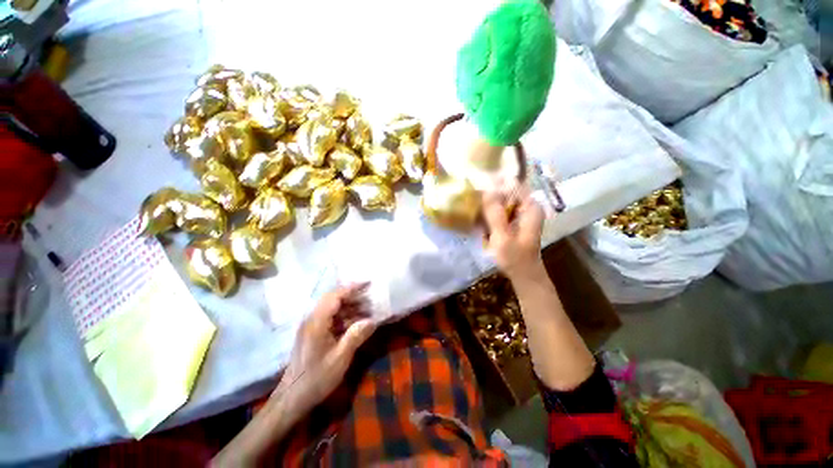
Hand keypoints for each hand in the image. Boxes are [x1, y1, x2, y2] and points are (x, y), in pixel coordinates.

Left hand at [274, 283, 376, 412]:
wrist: (292, 398)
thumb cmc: (316, 379)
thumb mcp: (340, 358)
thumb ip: (356, 336)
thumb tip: (373, 320)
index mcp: (317, 322)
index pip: (335, 296)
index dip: (352, 288)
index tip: (368, 284)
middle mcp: (312, 319)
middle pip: (333, 299)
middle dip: (353, 296)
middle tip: (371, 299)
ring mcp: (312, 326)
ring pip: (333, 308)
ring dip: (350, 307)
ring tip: (367, 311)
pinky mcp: (313, 333)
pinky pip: (331, 318)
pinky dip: (345, 317)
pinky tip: (356, 324)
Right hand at [482, 188, 545, 282]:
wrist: (523, 275)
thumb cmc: (515, 257)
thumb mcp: (502, 236)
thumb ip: (495, 213)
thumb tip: (486, 189)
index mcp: (530, 207)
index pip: (512, 184)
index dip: (495, 183)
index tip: (477, 185)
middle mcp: (527, 206)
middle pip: (506, 192)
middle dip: (489, 195)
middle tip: (472, 199)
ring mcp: (521, 214)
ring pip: (501, 201)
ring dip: (487, 205)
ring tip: (473, 209)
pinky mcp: (514, 221)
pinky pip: (500, 211)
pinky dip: (489, 214)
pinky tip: (479, 220)